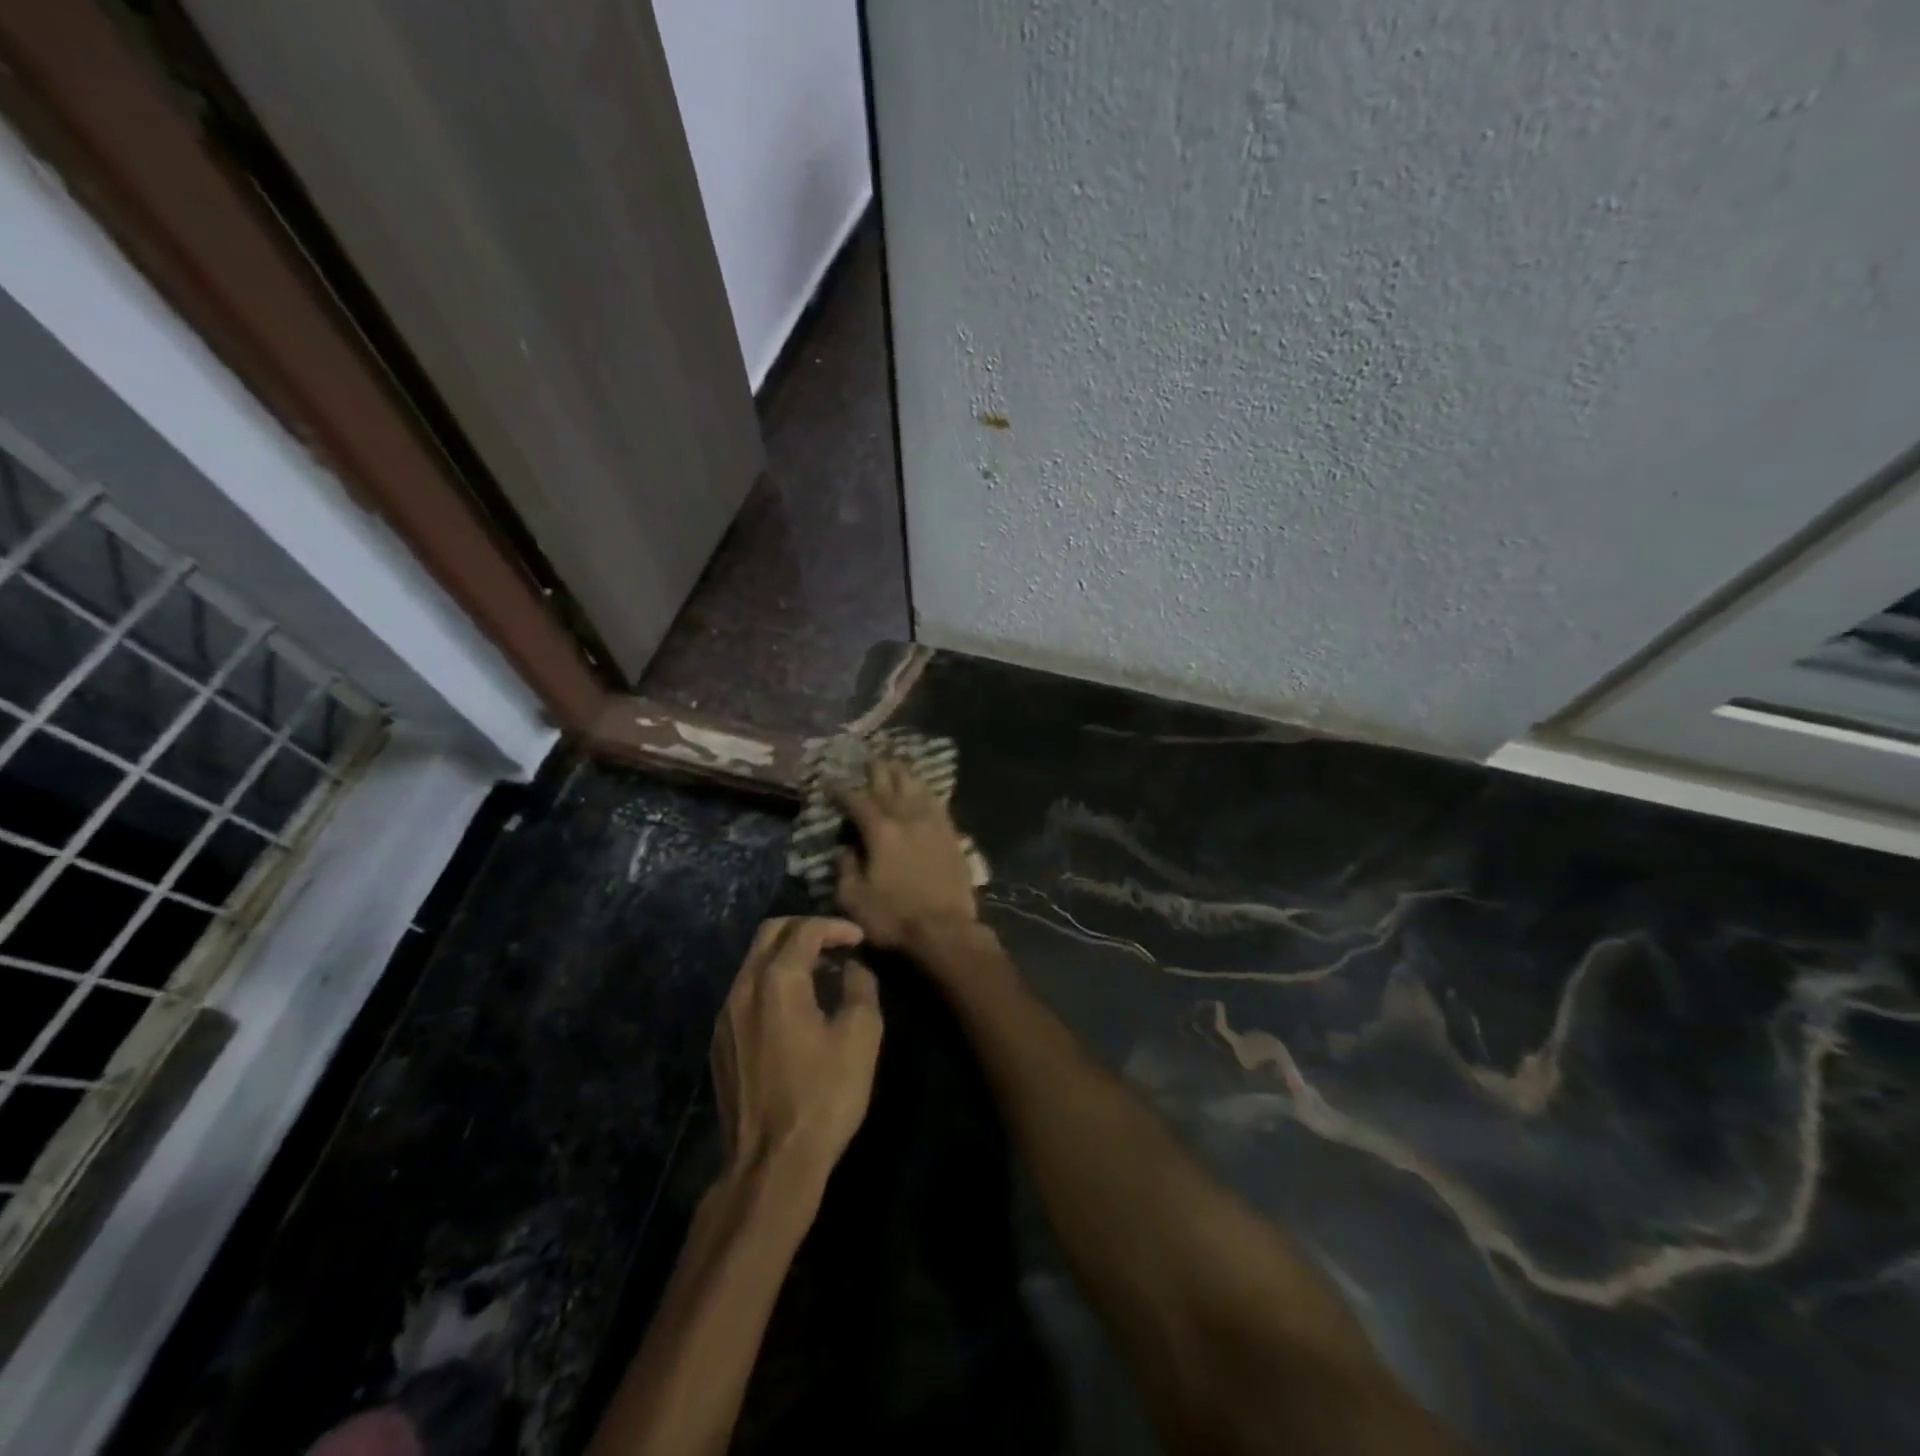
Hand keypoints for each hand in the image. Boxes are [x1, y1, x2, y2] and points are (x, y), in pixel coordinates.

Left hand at [711, 917, 881, 1188]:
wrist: (770, 1164)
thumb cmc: (823, 1096)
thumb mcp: (861, 1037)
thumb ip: (860, 988)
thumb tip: (852, 968)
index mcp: (776, 980)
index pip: (804, 930)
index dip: (835, 926)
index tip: (859, 938)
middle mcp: (743, 988)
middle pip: (770, 933)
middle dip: (805, 929)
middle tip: (836, 943)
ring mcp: (725, 1016)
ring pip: (754, 961)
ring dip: (787, 955)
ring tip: (821, 973)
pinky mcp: (720, 1042)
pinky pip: (746, 991)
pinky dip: (772, 981)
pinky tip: (796, 1008)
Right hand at [834, 758, 979, 948]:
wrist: (946, 931)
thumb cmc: (894, 918)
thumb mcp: (854, 899)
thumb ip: (845, 869)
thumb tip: (844, 849)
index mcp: (880, 831)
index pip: (857, 800)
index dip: (841, 789)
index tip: (830, 780)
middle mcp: (907, 818)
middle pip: (890, 784)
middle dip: (876, 770)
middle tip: (868, 759)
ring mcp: (933, 824)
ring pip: (917, 788)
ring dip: (903, 774)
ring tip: (895, 764)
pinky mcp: (952, 835)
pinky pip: (938, 804)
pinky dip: (927, 792)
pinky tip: (924, 789)